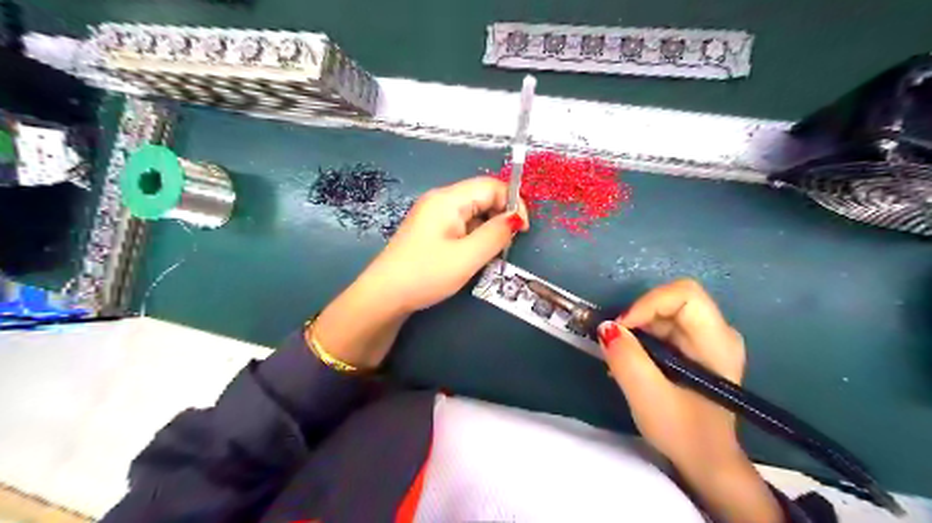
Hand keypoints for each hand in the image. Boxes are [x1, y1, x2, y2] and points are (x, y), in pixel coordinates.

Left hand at [313, 177, 526, 369]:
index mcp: (448, 199)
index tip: (522, 230)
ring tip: (490, 254)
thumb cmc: (426, 274)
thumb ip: (496, 235)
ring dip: (487, 229)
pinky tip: (473, 255)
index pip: (490, 186)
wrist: (385, 295)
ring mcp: (433, 214)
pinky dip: (474, 236)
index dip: (512, 203)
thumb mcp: (467, 257)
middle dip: (500, 216)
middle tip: (506, 245)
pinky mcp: (430, 229)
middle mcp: (440, 200)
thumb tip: (515, 219)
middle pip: (481, 196)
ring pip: (473, 212)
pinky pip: (461, 224)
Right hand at [597, 279, 743, 467]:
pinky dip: (640, 339)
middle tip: (616, 343)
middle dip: (638, 317)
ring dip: (636, 330)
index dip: (648, 303)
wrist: (705, 461)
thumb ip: (626, 359)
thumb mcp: (649, 398)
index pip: (684, 294)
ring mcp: (706, 339)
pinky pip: (662, 327)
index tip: (622, 328)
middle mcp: (716, 332)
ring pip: (662, 312)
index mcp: (717, 341)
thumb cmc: (684, 433)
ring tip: (620, 359)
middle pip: (671, 301)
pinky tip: (631, 363)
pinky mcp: (693, 348)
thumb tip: (605, 327)